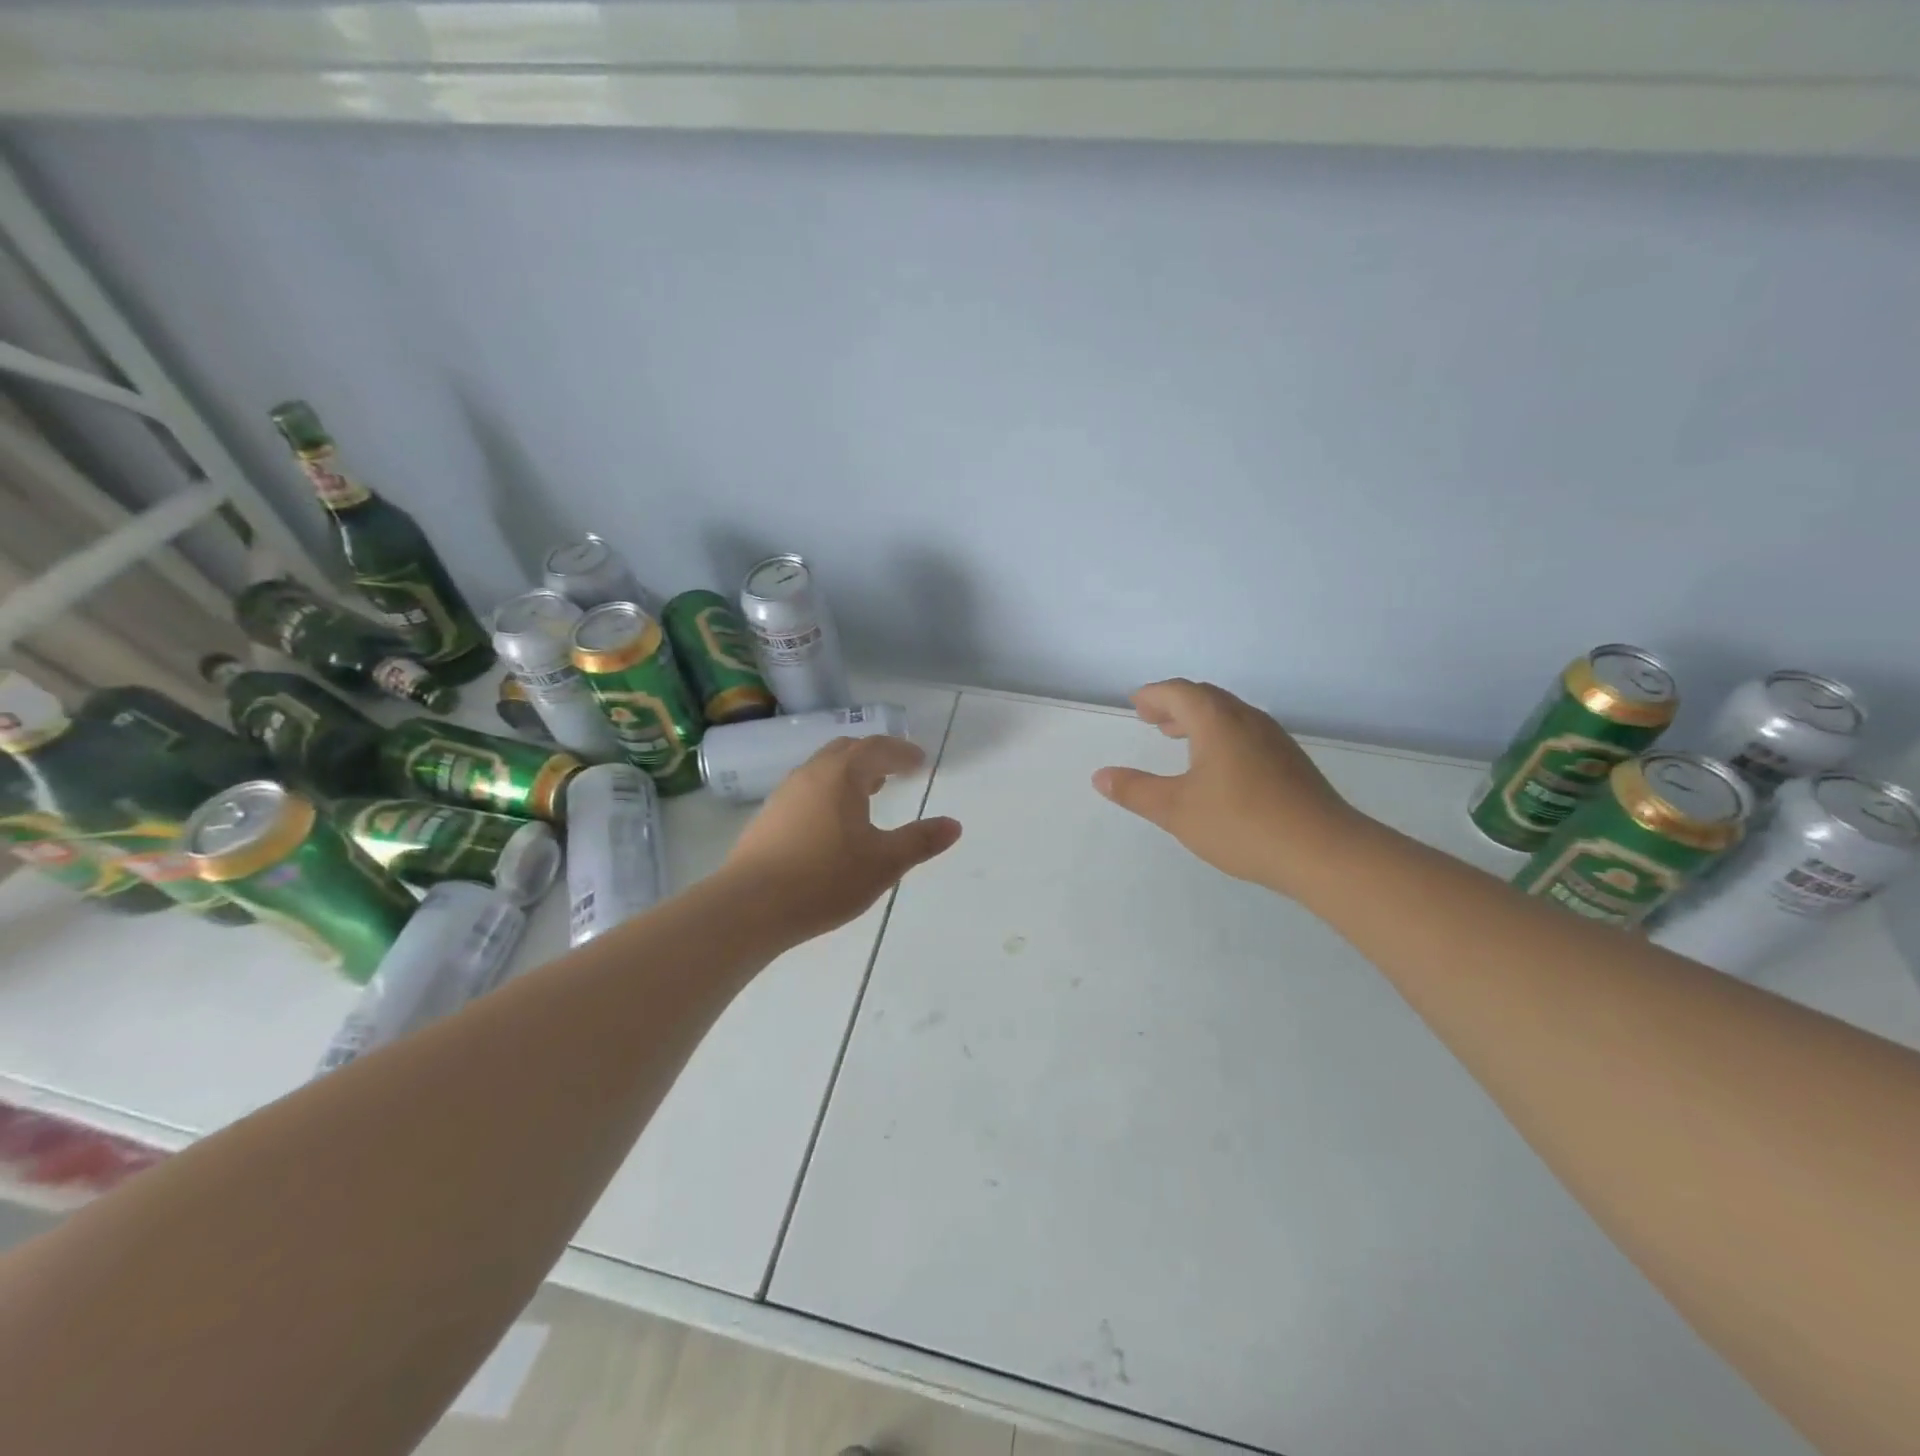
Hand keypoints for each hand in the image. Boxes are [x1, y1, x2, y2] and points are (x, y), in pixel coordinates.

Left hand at [724, 735, 962, 943]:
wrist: (750, 907)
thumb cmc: (824, 879)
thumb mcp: (883, 863)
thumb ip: (920, 841)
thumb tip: (953, 825)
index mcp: (841, 775)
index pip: (876, 749)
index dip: (901, 752)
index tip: (919, 762)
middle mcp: (810, 775)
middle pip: (845, 750)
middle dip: (873, 756)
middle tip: (894, 771)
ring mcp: (784, 795)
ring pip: (822, 770)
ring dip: (848, 774)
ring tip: (868, 795)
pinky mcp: (767, 818)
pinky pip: (806, 790)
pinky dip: (828, 792)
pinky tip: (832, 824)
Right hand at [1092, 679, 1362, 897]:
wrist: (1323, 851)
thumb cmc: (1241, 824)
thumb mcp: (1177, 810)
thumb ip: (1135, 791)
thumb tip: (1100, 776)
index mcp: (1217, 722)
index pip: (1179, 692)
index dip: (1154, 695)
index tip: (1136, 704)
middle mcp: (1247, 720)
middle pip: (1206, 697)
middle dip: (1175, 704)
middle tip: (1152, 718)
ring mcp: (1274, 740)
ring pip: (1229, 715)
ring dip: (1199, 719)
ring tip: (1179, 739)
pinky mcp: (1290, 762)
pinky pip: (1246, 733)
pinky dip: (1221, 736)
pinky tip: (1218, 767)